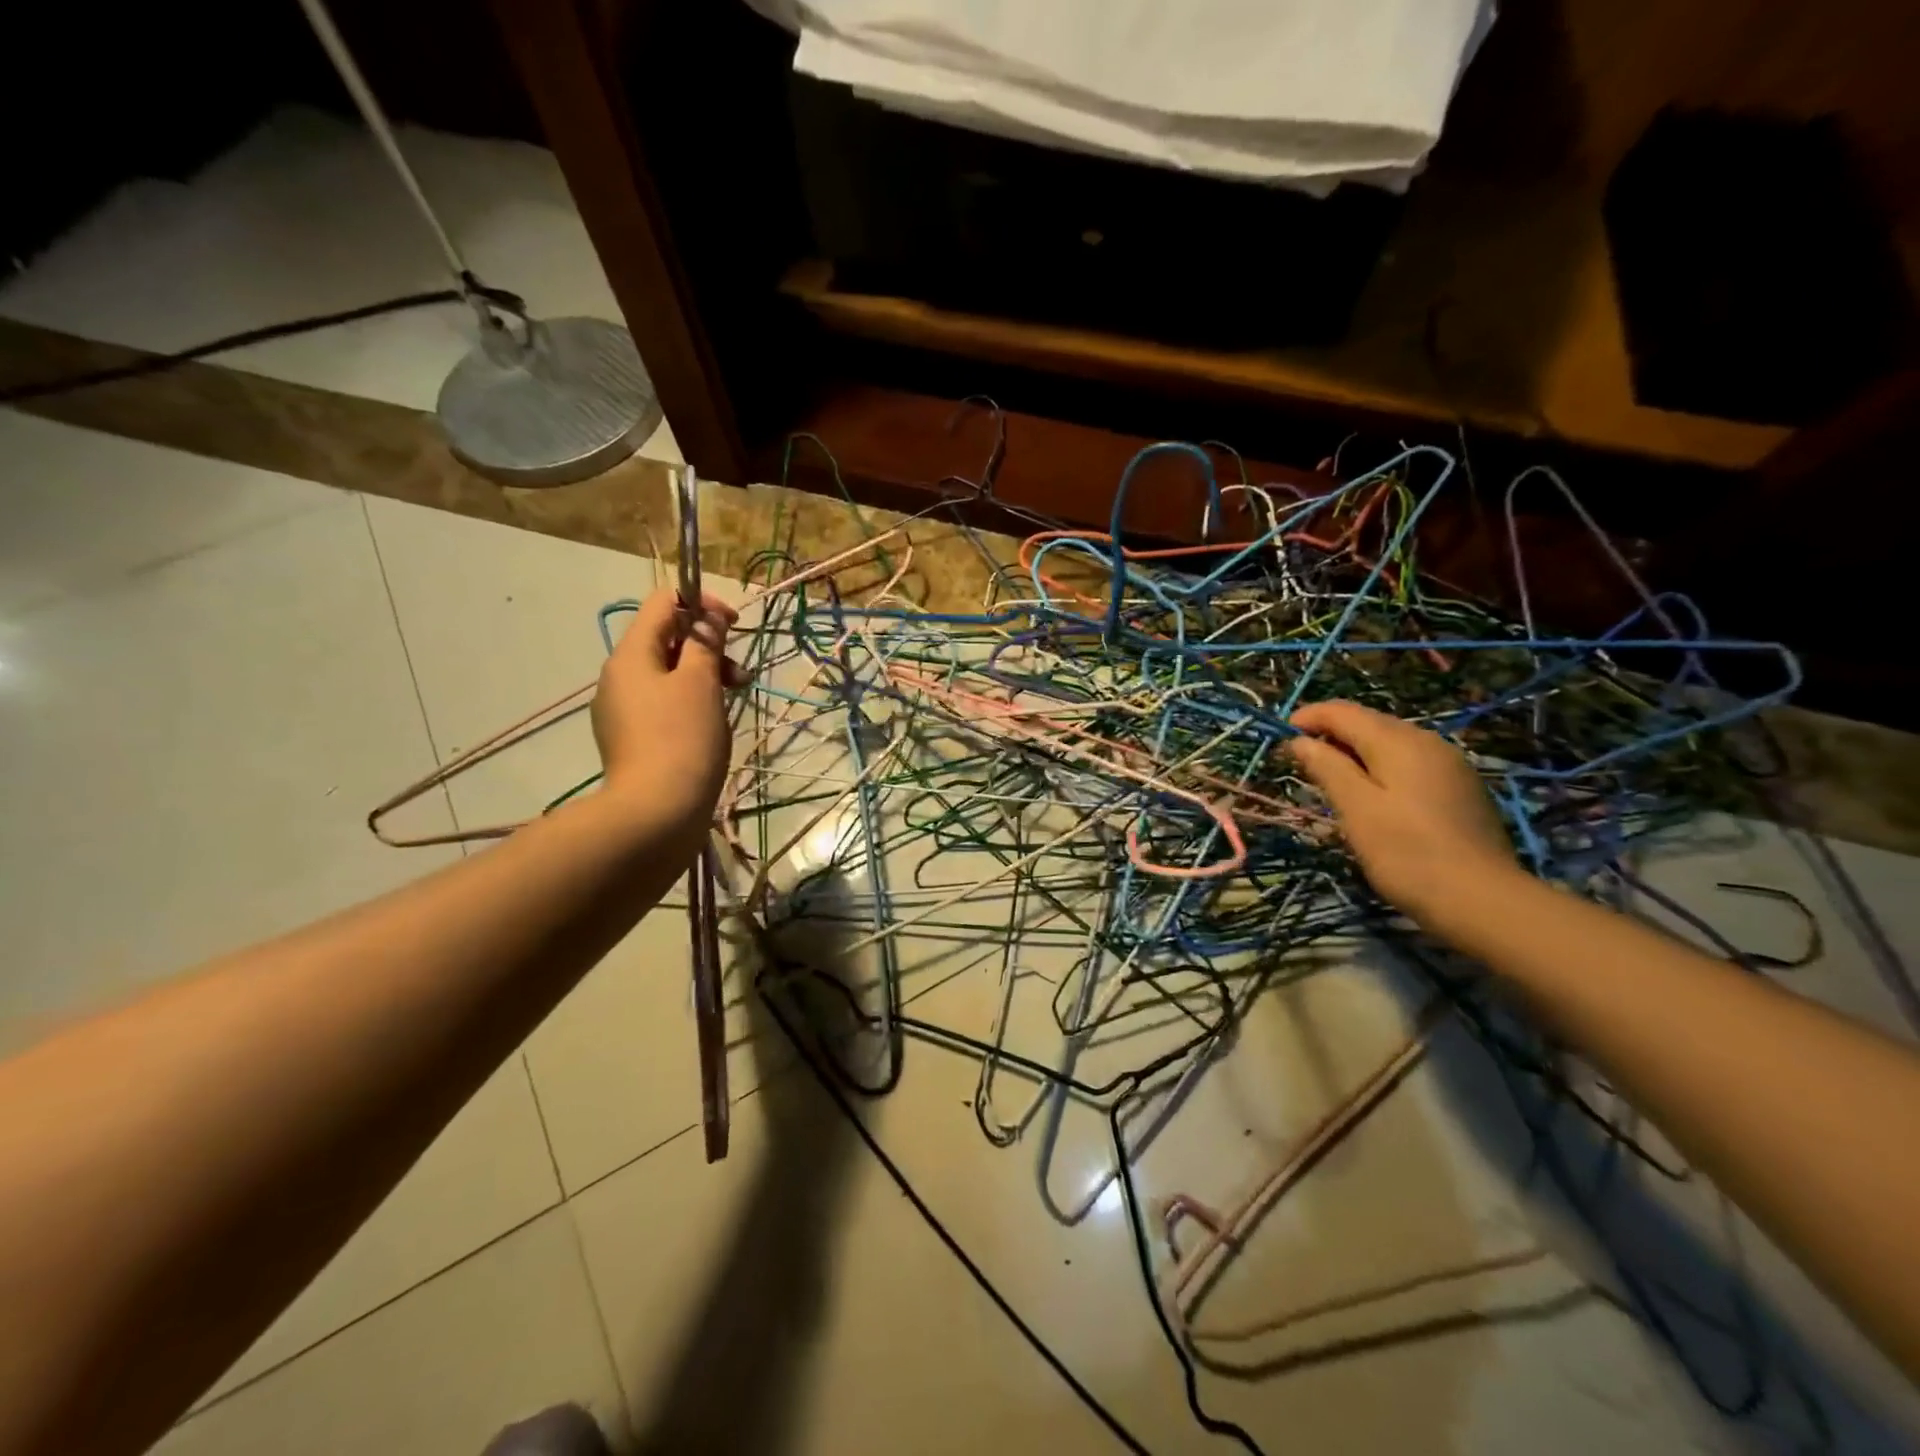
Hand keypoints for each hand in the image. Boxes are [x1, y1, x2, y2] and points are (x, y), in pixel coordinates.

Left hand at [592, 589, 742, 845]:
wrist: (655, 813)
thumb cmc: (683, 739)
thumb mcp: (701, 683)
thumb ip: (705, 642)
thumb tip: (709, 615)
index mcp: (630, 655)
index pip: (662, 602)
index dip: (700, 603)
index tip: (734, 624)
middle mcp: (618, 676)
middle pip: (665, 638)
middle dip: (707, 646)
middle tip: (739, 674)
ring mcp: (621, 709)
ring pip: (667, 673)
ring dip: (703, 674)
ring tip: (733, 699)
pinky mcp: (631, 737)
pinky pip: (662, 702)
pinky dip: (690, 700)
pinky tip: (710, 724)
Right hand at [1287, 700, 1518, 925]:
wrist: (1483, 901)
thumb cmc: (1406, 852)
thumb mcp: (1356, 808)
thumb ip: (1327, 767)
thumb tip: (1301, 741)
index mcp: (1398, 741)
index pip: (1343, 712)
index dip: (1309, 717)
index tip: (1281, 736)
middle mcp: (1427, 742)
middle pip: (1369, 723)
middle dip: (1331, 734)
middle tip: (1301, 761)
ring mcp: (1449, 765)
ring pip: (1391, 744)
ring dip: (1355, 752)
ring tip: (1330, 779)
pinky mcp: (1460, 789)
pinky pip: (1410, 764)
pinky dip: (1381, 768)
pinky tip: (1372, 795)